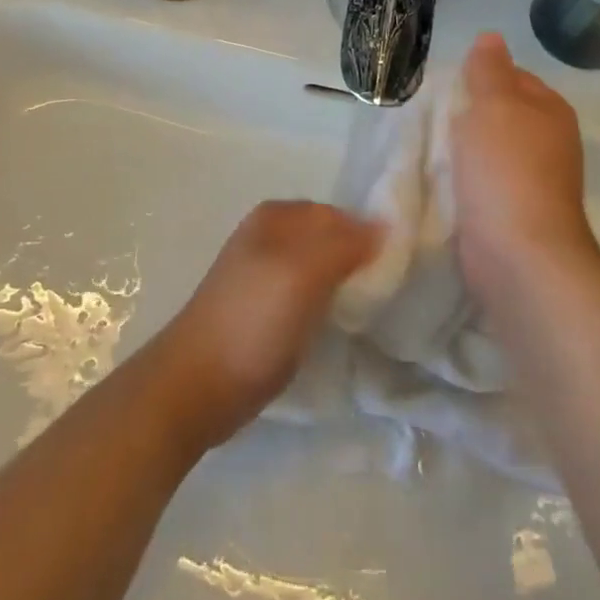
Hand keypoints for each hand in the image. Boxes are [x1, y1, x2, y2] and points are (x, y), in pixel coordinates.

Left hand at [149, 201, 378, 450]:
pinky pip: (312, 295)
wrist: (198, 386)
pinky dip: (331, 304)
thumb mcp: (302, 272)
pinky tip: (345, 323)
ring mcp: (268, 273)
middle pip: (332, 239)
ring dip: (349, 284)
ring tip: (376, 308)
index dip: (371, 235)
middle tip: (394, 289)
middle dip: (362, 259)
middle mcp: (272, 235)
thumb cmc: (251, 321)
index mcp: (277, 216)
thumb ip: (344, 244)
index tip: (402, 266)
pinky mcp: (268, 309)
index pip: (341, 214)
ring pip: (324, 268)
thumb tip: (386, 226)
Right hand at [450, 32, 599, 302]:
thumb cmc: (507, 168)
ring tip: (424, 144)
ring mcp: (531, 181)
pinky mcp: (511, 213)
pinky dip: (461, 180)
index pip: (513, 77)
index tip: (445, 84)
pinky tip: (435, 178)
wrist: (518, 254)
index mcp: (550, 111)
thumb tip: (491, 36)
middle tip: (426, 113)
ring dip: (460, 149)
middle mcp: (546, 143)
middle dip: (465, 113)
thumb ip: (489, 69)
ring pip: (487, 150)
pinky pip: (480, 183)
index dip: (480, 75)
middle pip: (499, 114)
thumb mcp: (494, 104)